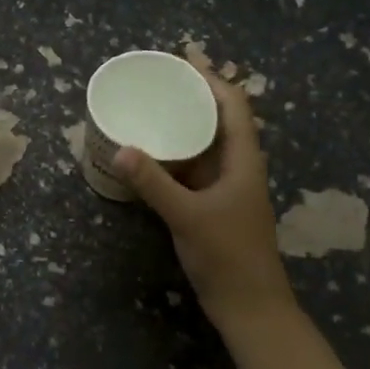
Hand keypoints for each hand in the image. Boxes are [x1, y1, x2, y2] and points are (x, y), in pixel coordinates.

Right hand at [113, 61, 294, 337]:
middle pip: (220, 119)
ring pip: (205, 145)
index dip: (212, 79)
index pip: (234, 106)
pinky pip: (192, 169)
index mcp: (243, 161)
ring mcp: (225, 189)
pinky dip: (174, 156)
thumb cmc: (228, 256)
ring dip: (184, 125)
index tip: (183, 61)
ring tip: (151, 108)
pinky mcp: (212, 207)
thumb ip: (154, 183)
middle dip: (194, 96)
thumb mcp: (187, 216)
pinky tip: (150, 154)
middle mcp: (237, 168)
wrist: (250, 307)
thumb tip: (119, 149)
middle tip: (160, 79)